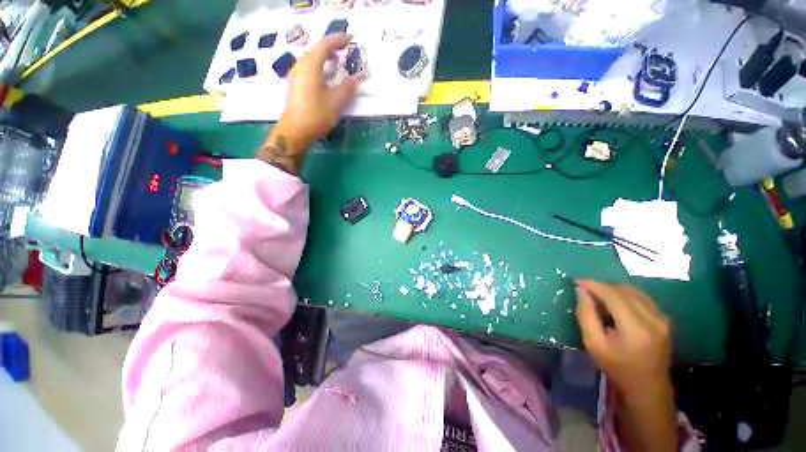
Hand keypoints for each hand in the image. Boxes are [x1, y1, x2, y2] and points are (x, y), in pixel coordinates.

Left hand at [258, 33, 359, 173]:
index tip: (350, 39)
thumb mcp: (336, 101)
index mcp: (311, 65)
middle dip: (331, 46)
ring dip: (324, 55)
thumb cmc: (317, 114)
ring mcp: (296, 74)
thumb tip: (357, 77)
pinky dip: (319, 64)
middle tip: (345, 49)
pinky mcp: (295, 84)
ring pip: (311, 58)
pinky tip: (325, 73)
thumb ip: (348, 87)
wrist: (296, 130)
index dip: (338, 40)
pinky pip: (308, 66)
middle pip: (316, 49)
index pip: (325, 45)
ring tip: (337, 59)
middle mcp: (301, 65)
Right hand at [576, 280, 678, 451]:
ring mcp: (662, 318)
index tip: (576, 281)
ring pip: (633, 291)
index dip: (593, 285)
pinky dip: (625, 295)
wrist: (648, 387)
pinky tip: (615, 304)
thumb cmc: (617, 367)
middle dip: (602, 286)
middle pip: (624, 290)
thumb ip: (586, 315)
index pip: (613, 295)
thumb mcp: (593, 344)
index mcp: (636, 328)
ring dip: (613, 290)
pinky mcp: (665, 319)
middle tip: (586, 291)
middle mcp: (653, 319)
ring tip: (599, 297)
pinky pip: (641, 297)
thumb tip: (581, 291)